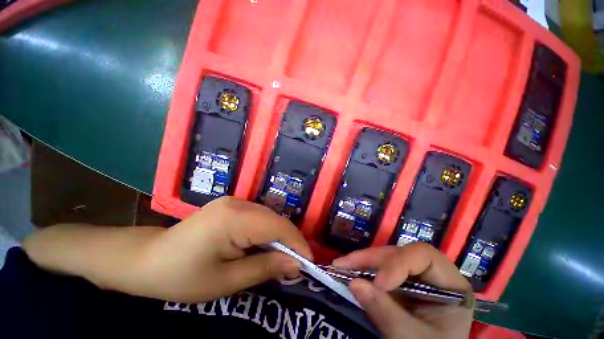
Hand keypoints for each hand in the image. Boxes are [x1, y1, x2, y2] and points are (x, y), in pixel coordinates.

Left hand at [134, 197, 311, 301]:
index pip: (278, 226)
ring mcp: (234, 201)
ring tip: (282, 259)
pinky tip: (264, 247)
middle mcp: (238, 203)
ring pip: (269, 218)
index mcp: (234, 218)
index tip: (309, 263)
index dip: (297, 243)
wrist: (148, 259)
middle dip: (290, 242)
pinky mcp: (232, 205)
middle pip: (275, 220)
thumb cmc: (181, 276)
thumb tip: (296, 264)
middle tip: (296, 266)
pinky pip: (259, 217)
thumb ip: (265, 268)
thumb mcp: (226, 281)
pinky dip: (267, 233)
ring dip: (279, 238)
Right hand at [333, 243, 473, 338]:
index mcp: (450, 284)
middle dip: (371, 259)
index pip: (424, 256)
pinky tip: (348, 272)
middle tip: (344, 264)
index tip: (379, 283)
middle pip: (399, 253)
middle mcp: (431, 274)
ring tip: (340, 266)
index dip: (399, 263)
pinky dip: (362, 270)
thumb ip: (386, 312)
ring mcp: (414, 277)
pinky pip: (379, 269)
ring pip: (385, 258)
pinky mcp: (399, 282)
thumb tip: (354, 283)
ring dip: (362, 261)